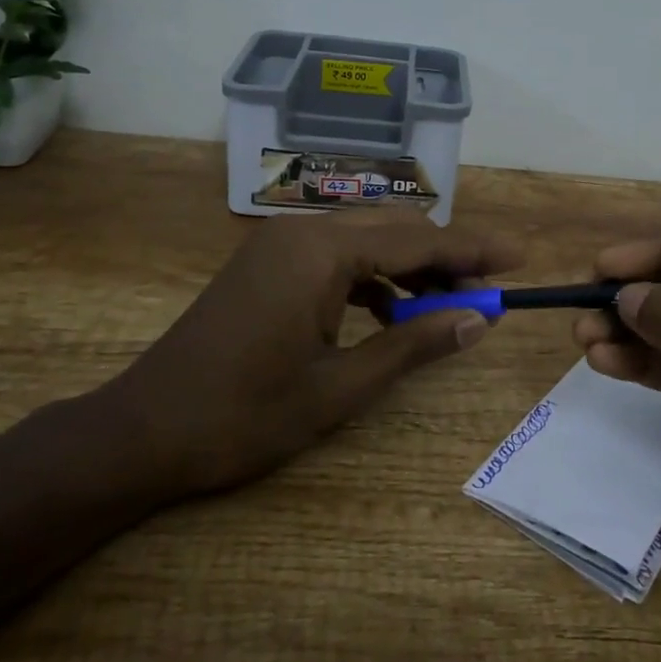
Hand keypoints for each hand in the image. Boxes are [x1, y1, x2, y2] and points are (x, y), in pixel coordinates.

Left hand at [93, 213, 522, 502]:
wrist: (142, 432)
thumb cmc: (243, 416)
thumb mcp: (339, 388)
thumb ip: (412, 346)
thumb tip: (477, 320)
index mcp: (322, 251)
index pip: (419, 239)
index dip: (474, 250)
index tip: (519, 258)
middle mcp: (303, 230)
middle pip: (395, 229)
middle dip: (446, 258)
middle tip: (487, 291)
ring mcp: (281, 242)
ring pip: (367, 240)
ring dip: (410, 267)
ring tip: (445, 308)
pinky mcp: (268, 261)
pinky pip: (337, 255)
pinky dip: (372, 278)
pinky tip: (388, 314)